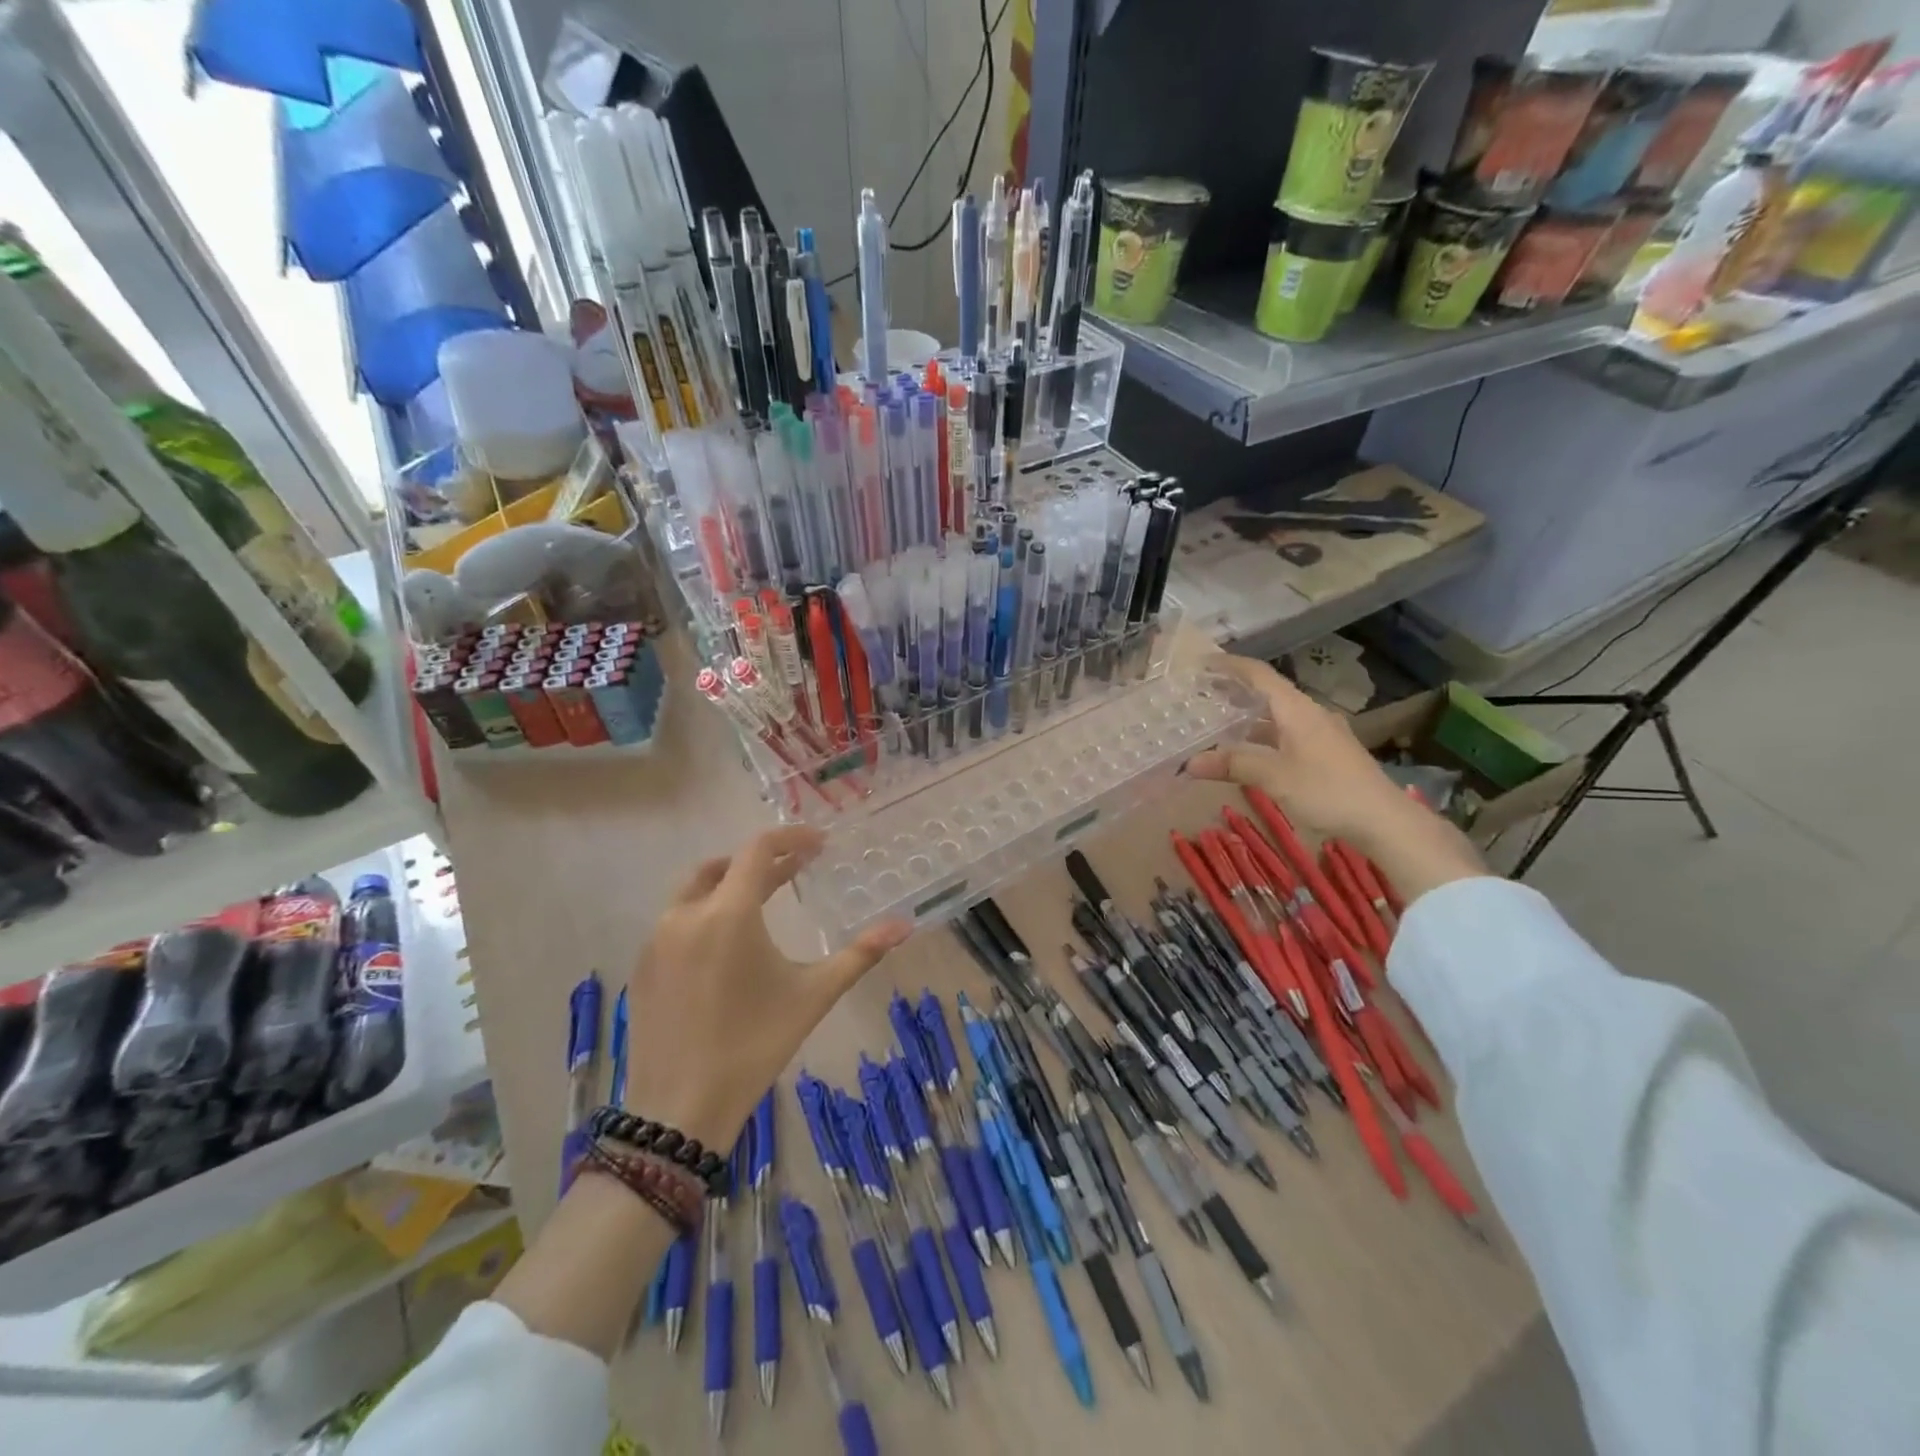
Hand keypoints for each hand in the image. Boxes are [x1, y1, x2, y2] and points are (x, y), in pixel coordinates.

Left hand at [623, 826, 911, 1152]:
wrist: (680, 1110)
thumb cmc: (754, 1044)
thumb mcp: (813, 995)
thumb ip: (861, 954)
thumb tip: (905, 925)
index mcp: (729, 913)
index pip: (758, 850)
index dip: (790, 838)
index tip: (819, 843)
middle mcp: (685, 914)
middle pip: (725, 865)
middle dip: (762, 862)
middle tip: (795, 871)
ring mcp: (656, 940)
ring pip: (695, 890)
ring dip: (731, 884)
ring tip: (762, 901)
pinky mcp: (641, 967)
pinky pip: (675, 921)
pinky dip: (705, 913)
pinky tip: (726, 947)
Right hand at [1187, 655, 1484, 902]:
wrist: (1384, 820)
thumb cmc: (1327, 791)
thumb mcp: (1274, 777)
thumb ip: (1232, 765)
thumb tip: (1190, 762)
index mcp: (1297, 710)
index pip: (1260, 675)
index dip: (1231, 666)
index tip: (1203, 663)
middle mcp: (1310, 714)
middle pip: (1268, 693)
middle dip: (1235, 692)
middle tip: (1202, 695)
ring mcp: (1321, 734)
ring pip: (1277, 717)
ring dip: (1248, 718)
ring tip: (1217, 723)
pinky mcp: (1327, 754)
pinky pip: (1287, 734)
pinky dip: (1263, 736)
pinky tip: (1249, 751)